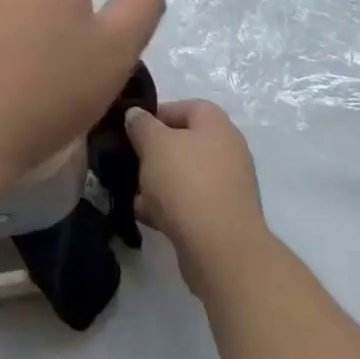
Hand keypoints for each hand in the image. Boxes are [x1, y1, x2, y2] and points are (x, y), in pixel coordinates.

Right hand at [125, 99, 267, 299]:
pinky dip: (169, 207)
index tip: (131, 131)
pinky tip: (146, 216)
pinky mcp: (223, 218)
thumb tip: (136, 114)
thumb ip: (141, 125)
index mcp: (216, 124)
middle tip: (132, 163)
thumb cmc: (187, 184)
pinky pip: (190, 203)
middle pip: (183, 142)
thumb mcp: (154, 144)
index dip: (155, 115)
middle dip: (154, 153)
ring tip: (134, 194)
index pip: (183, 107)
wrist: (222, 252)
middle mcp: (227, 150)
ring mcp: (228, 186)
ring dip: (159, 183)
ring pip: (185, 175)